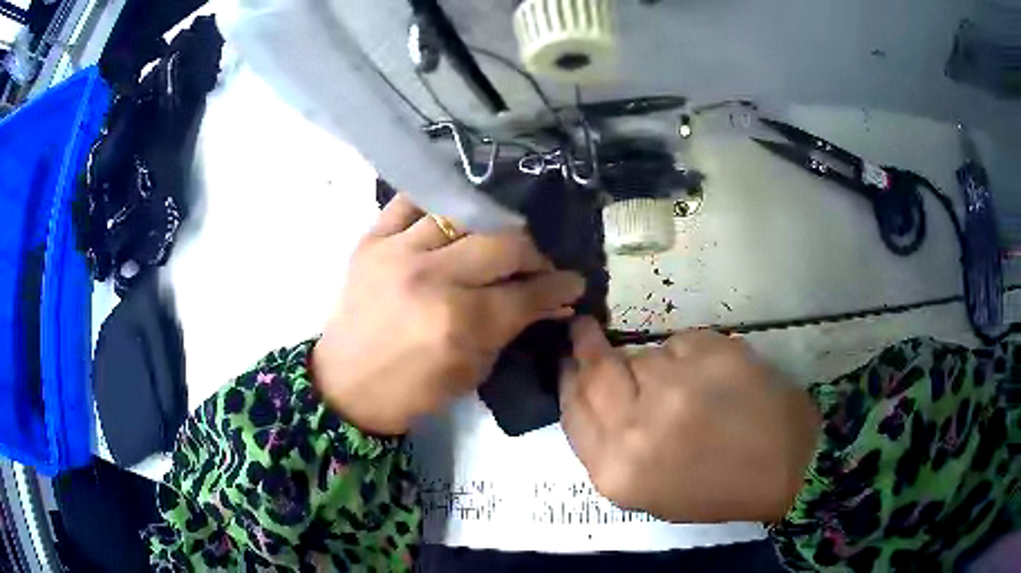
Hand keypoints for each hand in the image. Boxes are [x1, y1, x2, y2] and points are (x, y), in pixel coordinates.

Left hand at [312, 194, 584, 434]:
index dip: (559, 286)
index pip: (527, 292)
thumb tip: (552, 302)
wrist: (346, 385)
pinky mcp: (371, 240)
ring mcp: (397, 252)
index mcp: (459, 323)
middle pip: (504, 243)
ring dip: (491, 229)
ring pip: (464, 215)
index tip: (572, 282)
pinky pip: (410, 202)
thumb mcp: (473, 371)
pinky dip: (436, 207)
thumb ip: (513, 329)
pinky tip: (449, 220)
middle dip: (533, 255)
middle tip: (536, 266)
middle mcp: (431, 278)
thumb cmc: (413, 390)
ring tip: (495, 243)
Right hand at [559, 318, 819, 522]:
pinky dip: (688, 357)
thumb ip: (608, 448)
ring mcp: (676, 385)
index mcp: (617, 471)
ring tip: (686, 389)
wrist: (786, 465)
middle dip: (586, 345)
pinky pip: (679, 343)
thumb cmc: (715, 489)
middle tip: (585, 329)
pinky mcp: (710, 353)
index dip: (567, 380)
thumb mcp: (647, 491)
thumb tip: (589, 396)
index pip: (572, 411)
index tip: (567, 362)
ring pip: (642, 355)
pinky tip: (713, 380)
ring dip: (652, 366)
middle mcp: (637, 427)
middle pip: (595, 371)